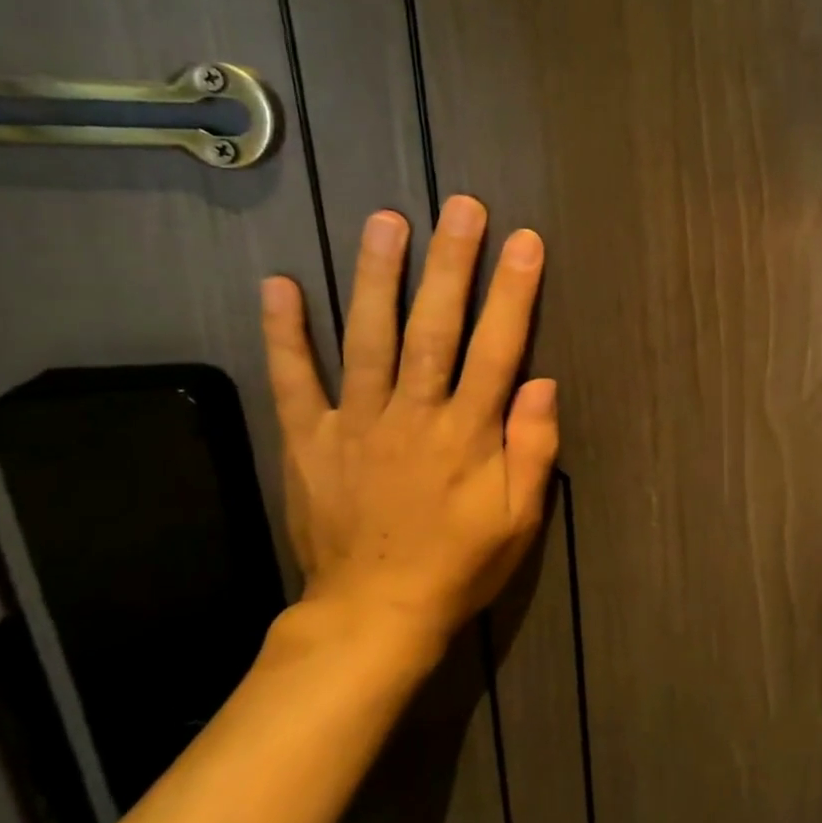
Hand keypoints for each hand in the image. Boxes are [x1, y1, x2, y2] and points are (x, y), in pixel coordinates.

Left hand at [258, 196, 559, 663]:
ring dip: (377, 277)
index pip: (496, 349)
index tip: (524, 242)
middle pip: (434, 328)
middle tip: (461, 207)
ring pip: (368, 339)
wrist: (373, 615)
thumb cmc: (459, 564)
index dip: (513, 293)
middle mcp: (412, 416)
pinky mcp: (309, 441)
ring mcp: (354, 425)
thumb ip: (533, 449)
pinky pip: (294, 380)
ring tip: (385, 221)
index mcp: (467, 434)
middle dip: (451, 264)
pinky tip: (278, 285)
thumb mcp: (519, 519)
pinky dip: (284, 334)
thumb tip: (543, 382)